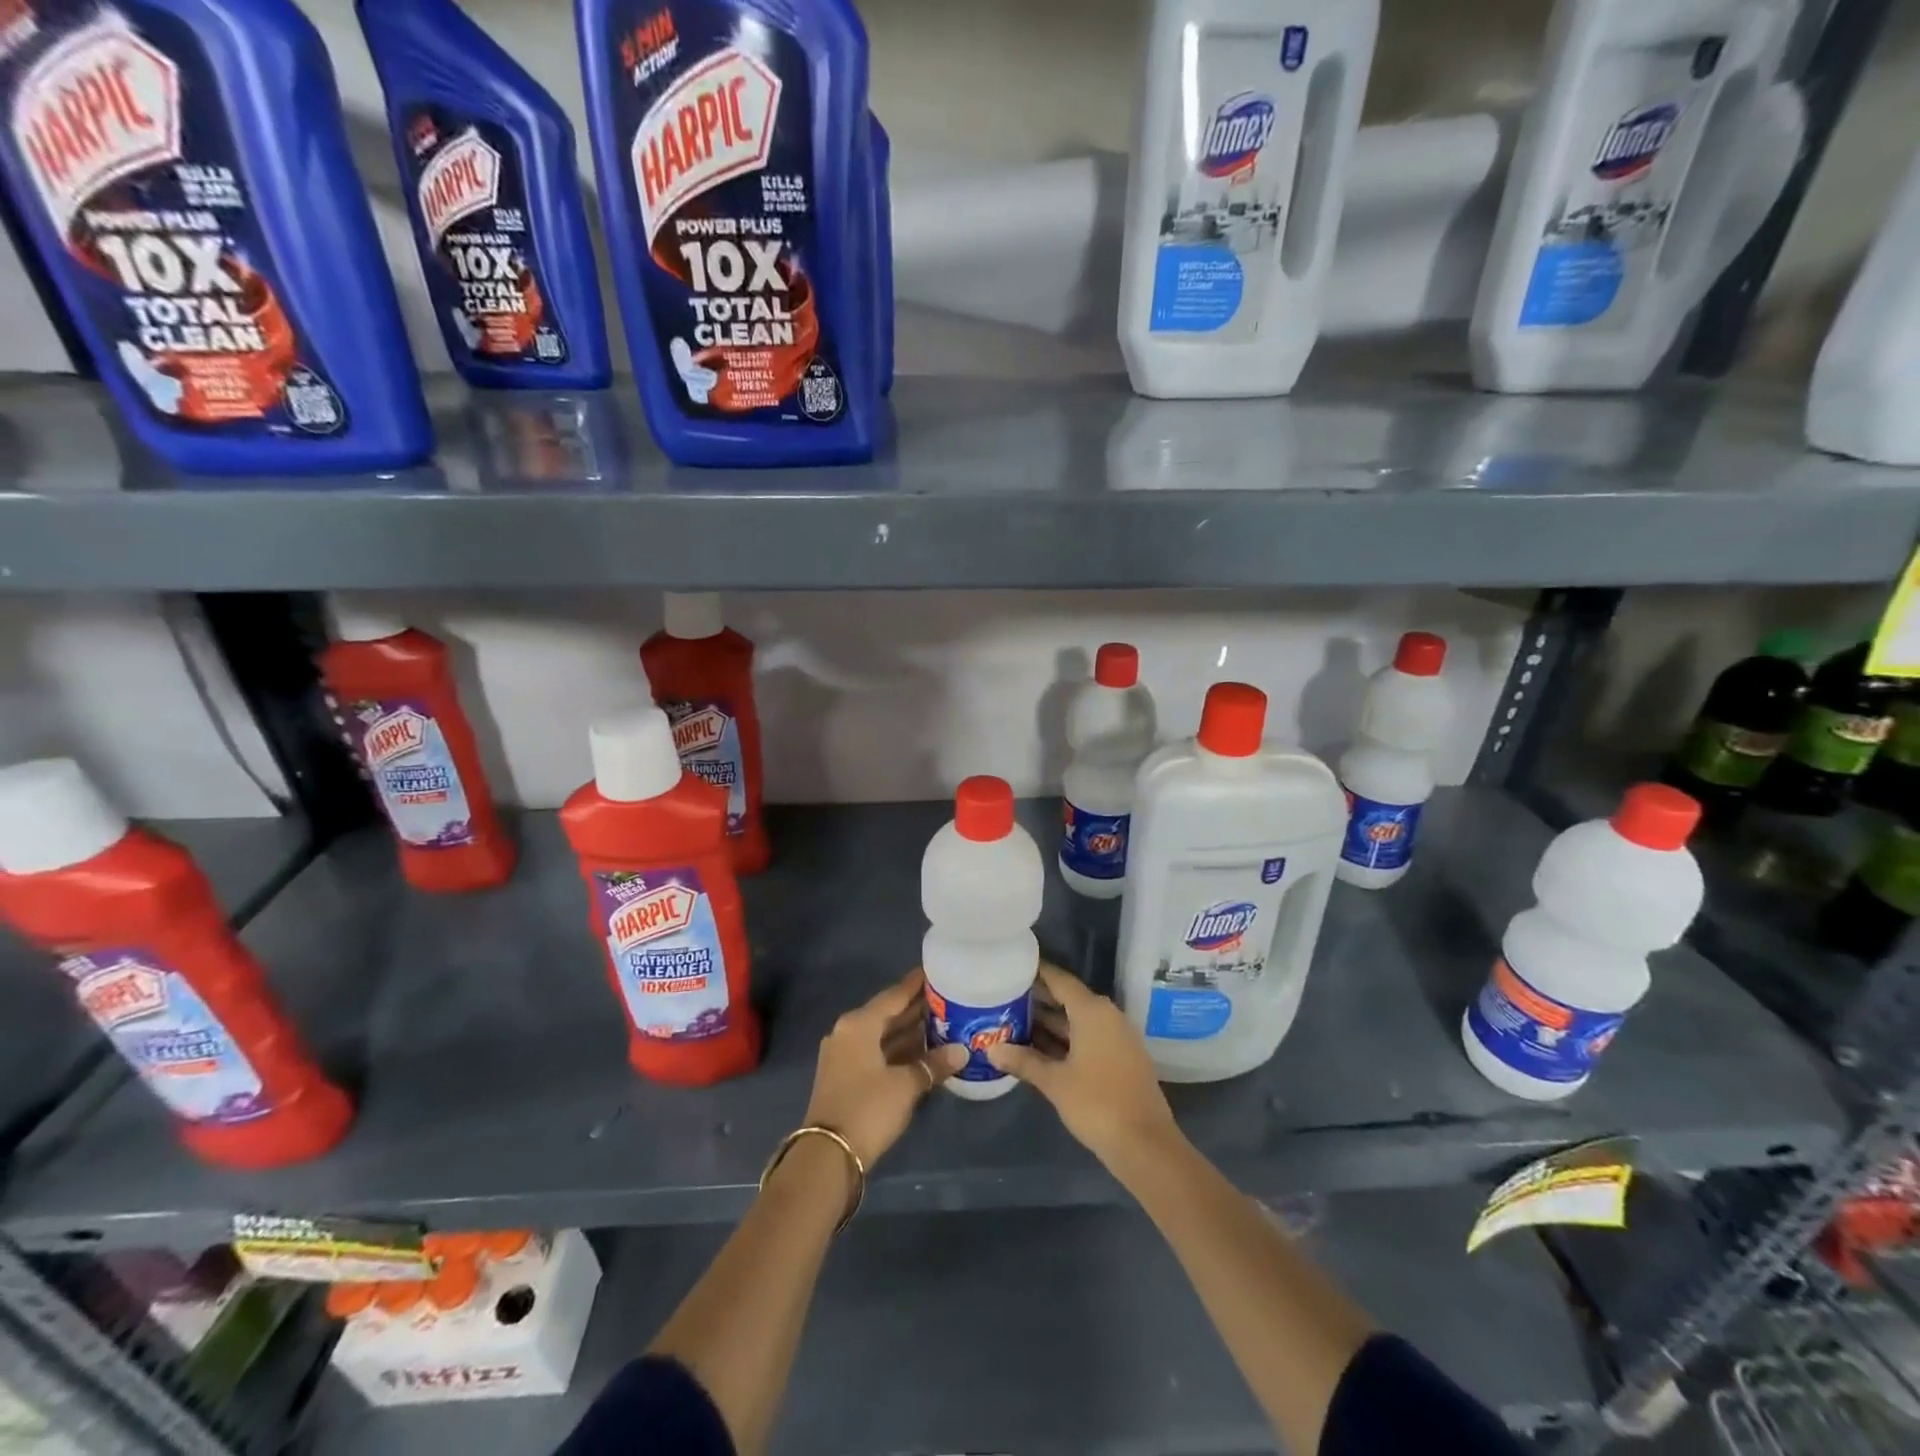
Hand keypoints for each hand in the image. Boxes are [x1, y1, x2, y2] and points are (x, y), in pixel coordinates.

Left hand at [803, 969, 965, 1167]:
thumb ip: (934, 1064)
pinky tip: (926, 1052)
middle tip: (949, 998)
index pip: (894, 996)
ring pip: (884, 1035)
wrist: (828, 1157)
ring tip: (944, 1023)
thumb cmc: (867, 1108)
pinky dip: (900, 1051)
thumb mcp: (906, 1085)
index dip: (916, 984)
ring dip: (911, 1032)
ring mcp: (845, 1056)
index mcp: (859, 1024)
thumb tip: (962, 1051)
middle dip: (917, 1009)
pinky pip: (879, 1053)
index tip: (938, 971)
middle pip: (888, 1014)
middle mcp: (849, 1032)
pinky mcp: (847, 1077)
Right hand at [987, 963, 1182, 1169]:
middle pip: (1067, 999)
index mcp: (1092, 1011)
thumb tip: (992, 1049)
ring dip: (1048, 1023)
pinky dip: (1063, 1040)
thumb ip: (1023, 1061)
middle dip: (1037, 1000)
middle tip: (1003, 997)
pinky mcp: (1120, 1058)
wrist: (1145, 1145)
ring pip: (1076, 1021)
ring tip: (1013, 1021)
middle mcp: (1106, 1016)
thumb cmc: (1097, 1103)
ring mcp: (1116, 1038)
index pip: (1059, 980)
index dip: (1036, 972)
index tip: (1011, 966)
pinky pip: (1086, 1038)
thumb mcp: (1054, 1082)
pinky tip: (1037, 1049)